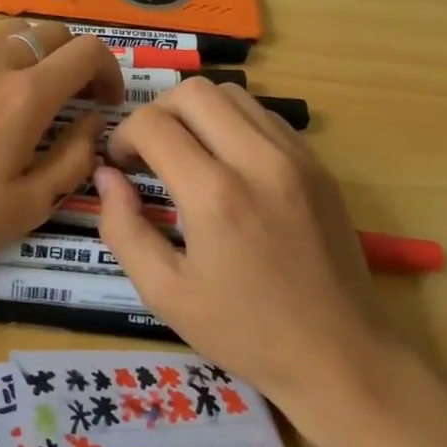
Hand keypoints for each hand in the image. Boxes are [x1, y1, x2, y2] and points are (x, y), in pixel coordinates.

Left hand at [0, 22, 122, 277]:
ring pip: (15, 33)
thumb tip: (93, 123)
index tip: (106, 103)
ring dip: (40, 54)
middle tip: (78, 98)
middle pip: (52, 32)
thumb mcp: (29, 204)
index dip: (110, 71)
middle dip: (77, 58)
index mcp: (26, 95)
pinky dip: (5, 60)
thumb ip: (73, 159)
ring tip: (37, 95)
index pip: (86, 52)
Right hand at [96, 79, 399, 441]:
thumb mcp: (165, 293)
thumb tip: (106, 177)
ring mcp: (296, 157)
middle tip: (149, 154)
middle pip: (194, 92)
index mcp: (215, 195)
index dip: (123, 137)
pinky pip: (265, 116)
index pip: (152, 125)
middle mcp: (258, 160)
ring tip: (187, 155)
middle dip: (157, 113)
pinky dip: (234, 124)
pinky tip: (228, 165)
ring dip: (197, 114)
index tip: (121, 167)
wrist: (340, 354)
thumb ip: (123, 228)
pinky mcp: (318, 165)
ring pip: (233, 94)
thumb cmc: (245, 332)